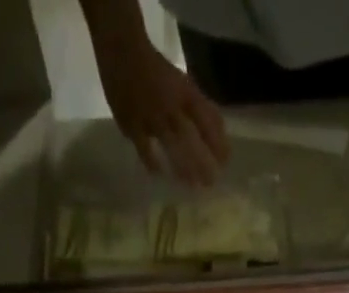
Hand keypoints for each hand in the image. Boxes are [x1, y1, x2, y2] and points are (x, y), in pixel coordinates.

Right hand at [96, 38, 228, 186]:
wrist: (122, 52)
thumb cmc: (156, 71)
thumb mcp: (182, 84)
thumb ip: (199, 106)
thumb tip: (220, 131)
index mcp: (185, 93)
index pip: (206, 120)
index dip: (217, 142)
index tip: (225, 162)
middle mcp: (170, 106)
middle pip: (191, 138)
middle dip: (202, 162)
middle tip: (211, 183)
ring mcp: (151, 116)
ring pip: (171, 146)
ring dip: (182, 167)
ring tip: (191, 185)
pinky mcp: (132, 124)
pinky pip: (144, 149)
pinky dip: (153, 163)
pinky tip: (159, 174)